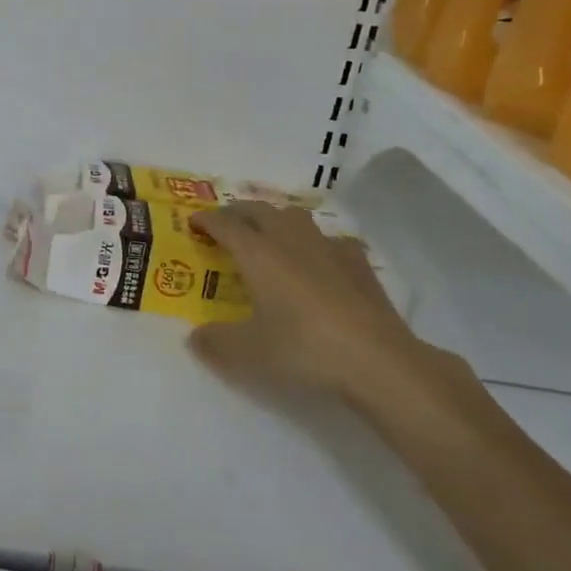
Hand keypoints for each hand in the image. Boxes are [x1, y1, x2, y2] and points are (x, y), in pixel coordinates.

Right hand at [186, 203, 439, 413]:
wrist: (377, 360)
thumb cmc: (303, 349)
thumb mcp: (247, 354)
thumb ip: (215, 343)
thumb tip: (195, 337)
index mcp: (257, 253)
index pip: (225, 224)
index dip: (206, 220)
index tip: (193, 222)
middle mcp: (289, 240)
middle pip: (258, 210)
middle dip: (237, 212)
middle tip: (225, 224)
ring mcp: (327, 247)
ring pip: (294, 217)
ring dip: (275, 219)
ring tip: (269, 234)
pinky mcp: (358, 263)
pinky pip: (330, 240)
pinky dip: (315, 244)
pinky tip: (319, 261)